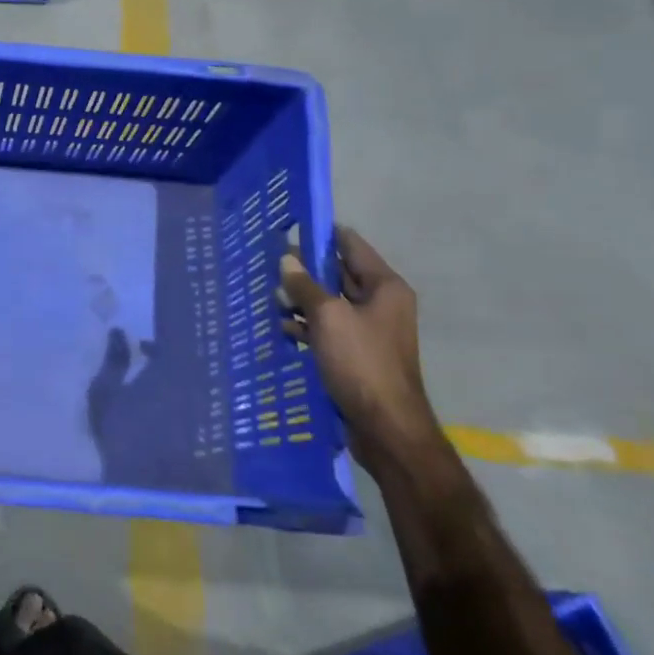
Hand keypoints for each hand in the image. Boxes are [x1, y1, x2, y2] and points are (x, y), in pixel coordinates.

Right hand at [279, 228, 443, 478]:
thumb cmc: (362, 363)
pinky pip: (326, 329)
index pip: (351, 245)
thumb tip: (286, 259)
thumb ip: (305, 286)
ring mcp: (368, 330)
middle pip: (338, 274)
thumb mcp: (328, 317)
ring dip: (301, 299)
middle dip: (304, 269)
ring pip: (328, 302)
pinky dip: (305, 326)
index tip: (288, 227)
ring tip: (268, 296)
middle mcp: (380, 304)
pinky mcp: (355, 354)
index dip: (321, 234)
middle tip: (267, 262)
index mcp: (385, 287)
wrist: (385, 427)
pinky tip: (281, 328)